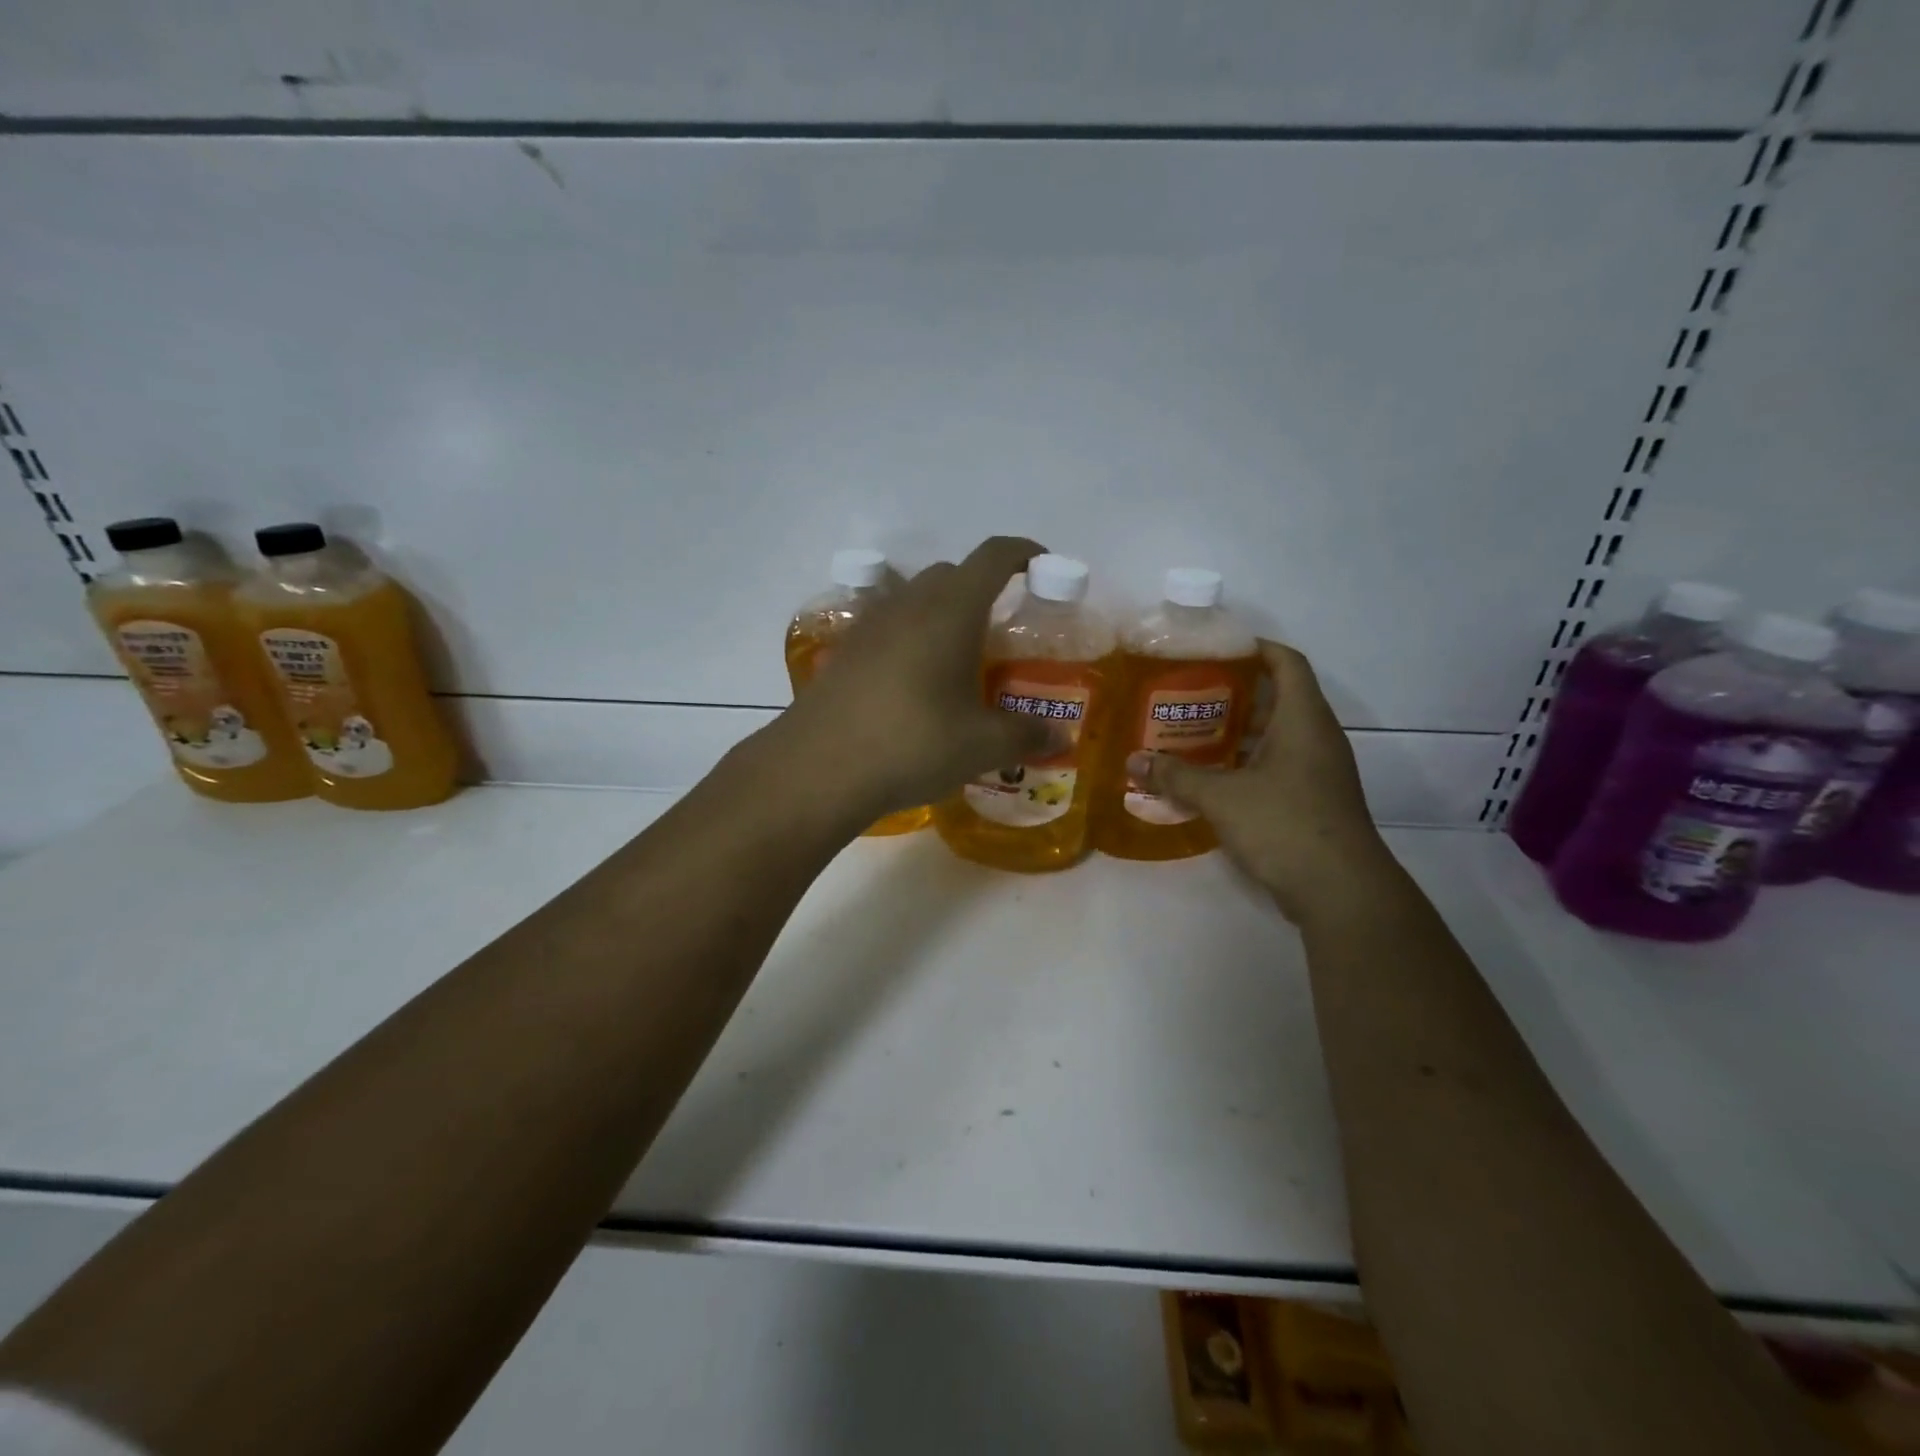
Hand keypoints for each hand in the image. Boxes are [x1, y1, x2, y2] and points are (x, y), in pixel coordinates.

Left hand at [774, 537, 1061, 824]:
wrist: (818, 768)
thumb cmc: (912, 744)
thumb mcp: (981, 746)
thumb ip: (1025, 736)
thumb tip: (1059, 738)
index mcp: (951, 611)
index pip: (993, 556)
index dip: (1023, 553)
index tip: (1043, 567)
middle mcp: (909, 604)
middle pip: (952, 574)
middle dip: (983, 589)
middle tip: (1001, 632)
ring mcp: (870, 625)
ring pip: (916, 599)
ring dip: (943, 614)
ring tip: (958, 660)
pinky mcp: (845, 651)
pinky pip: (889, 628)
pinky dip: (911, 639)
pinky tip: (915, 684)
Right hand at [1130, 641, 1398, 924]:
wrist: (1340, 890)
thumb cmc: (1284, 824)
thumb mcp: (1221, 797)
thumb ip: (1176, 776)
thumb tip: (1133, 762)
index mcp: (1303, 720)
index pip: (1287, 663)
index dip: (1257, 648)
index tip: (1218, 648)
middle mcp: (1317, 738)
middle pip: (1279, 699)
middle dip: (1235, 694)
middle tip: (1189, 694)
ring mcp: (1319, 772)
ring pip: (1277, 736)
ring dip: (1239, 733)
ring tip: (1193, 733)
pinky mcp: (1314, 801)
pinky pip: (1278, 767)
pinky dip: (1247, 764)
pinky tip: (1212, 778)